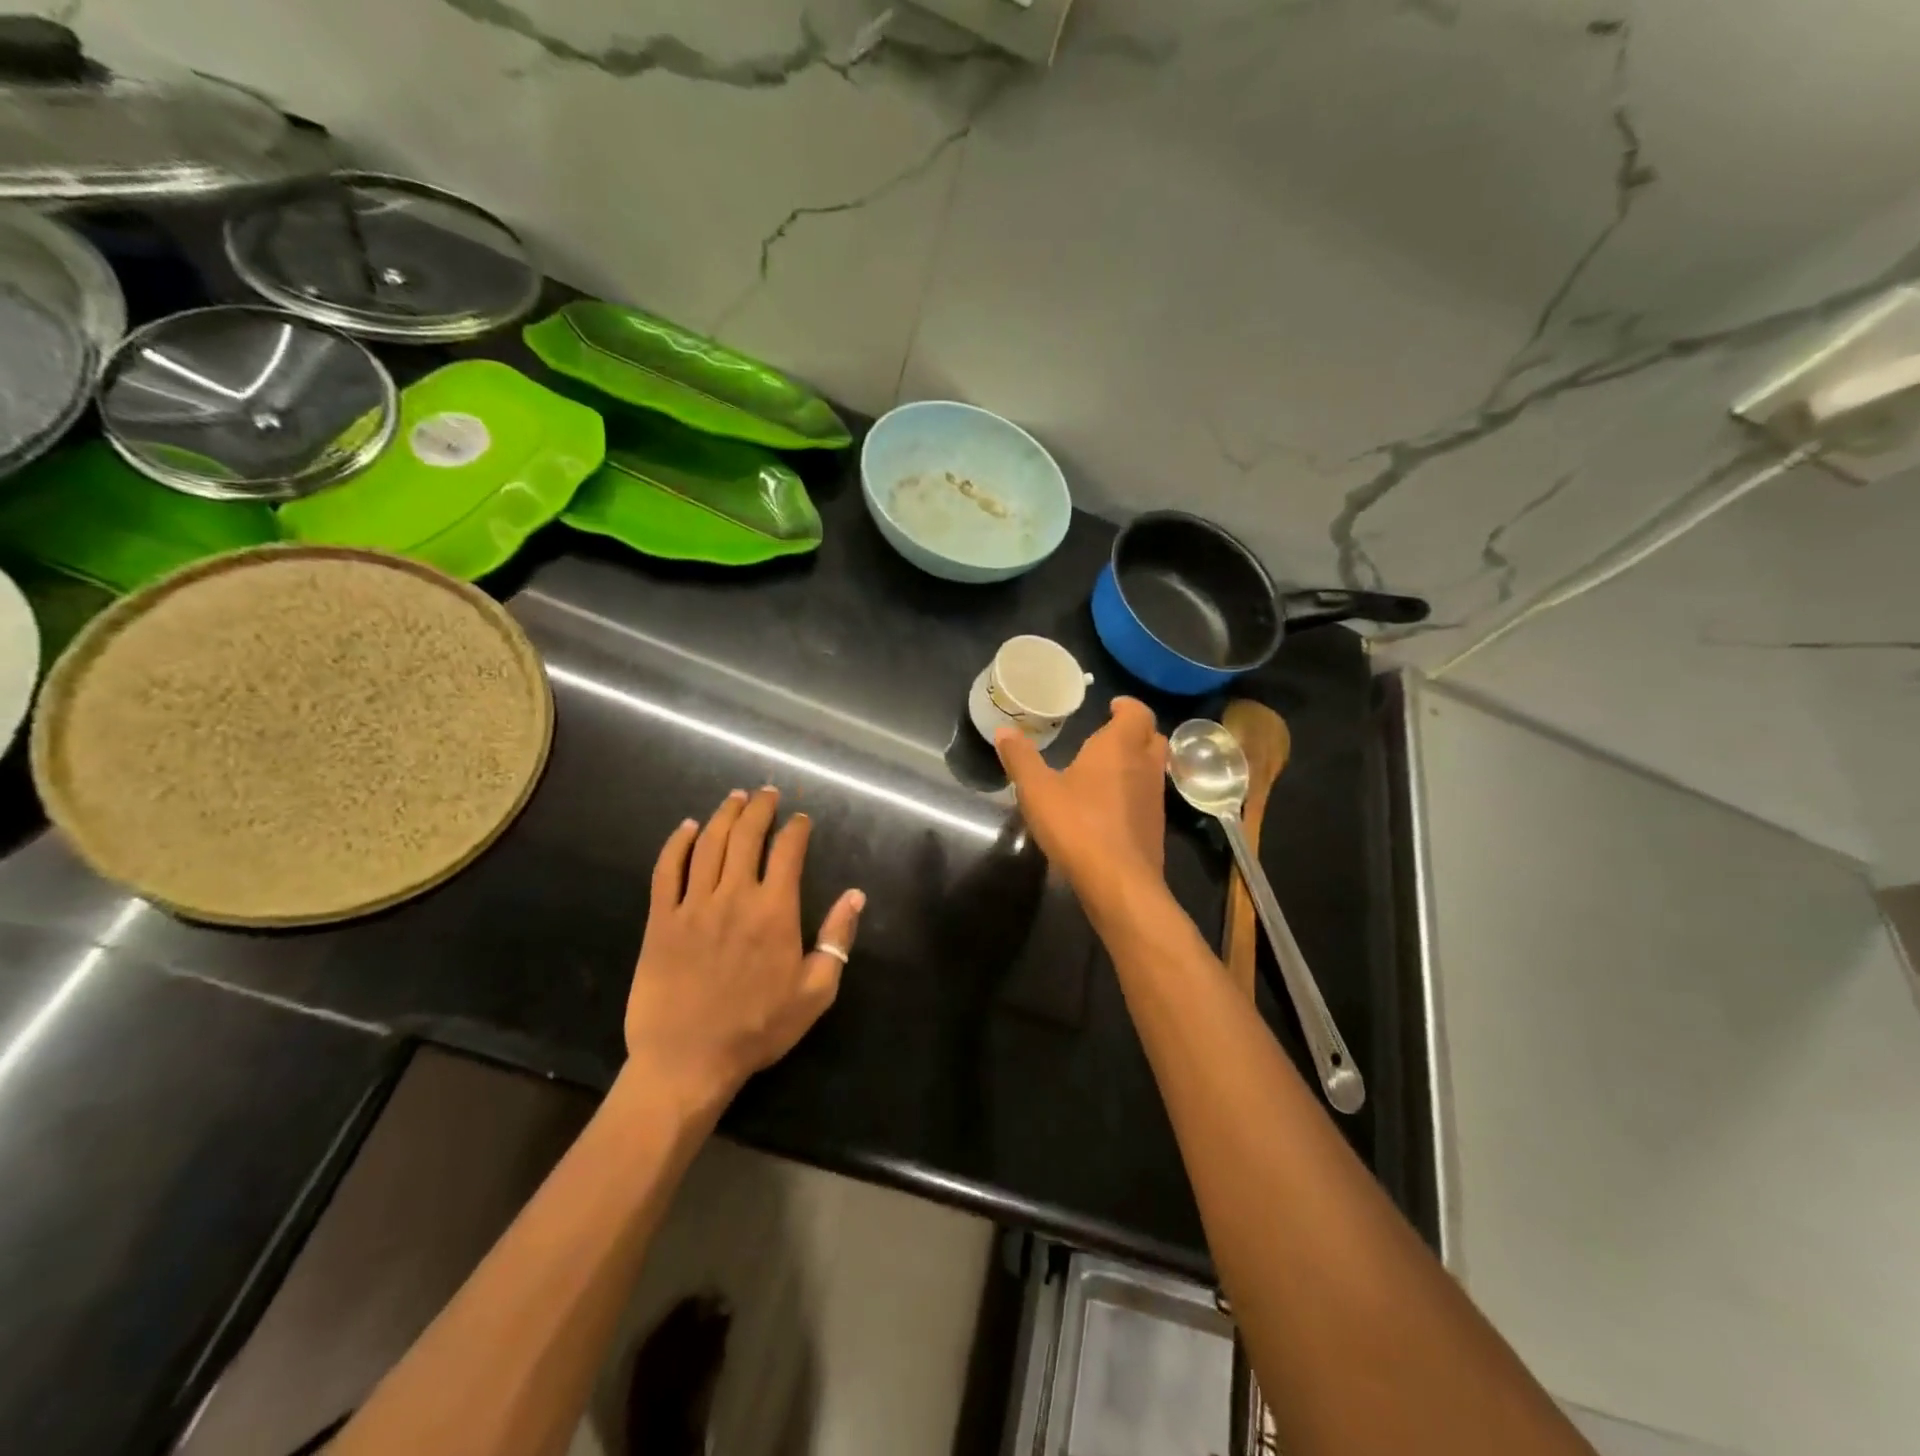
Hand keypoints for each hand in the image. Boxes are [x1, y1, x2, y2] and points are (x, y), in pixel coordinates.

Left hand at [626, 787, 863, 1109]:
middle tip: (766, 792)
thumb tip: (855, 895)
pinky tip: (688, 827)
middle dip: (760, 807)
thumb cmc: (758, 1028)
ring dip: (724, 815)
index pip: (788, 851)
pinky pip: (667, 869)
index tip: (801, 819)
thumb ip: (837, 939)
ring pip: (709, 843)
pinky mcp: (660, 920)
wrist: (688, 1061)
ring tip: (735, 798)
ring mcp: (693, 905)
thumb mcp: (815, 992)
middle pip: (747, 835)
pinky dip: (677, 842)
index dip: (797, 828)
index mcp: (775, 910)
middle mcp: (734, 896)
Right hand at [995, 697, 1167, 913]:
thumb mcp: (1037, 790)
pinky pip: (1148, 795)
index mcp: (1119, 746)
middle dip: (1134, 731)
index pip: (1137, 712)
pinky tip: (1110, 804)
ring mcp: (1154, 797)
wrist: (1119, 882)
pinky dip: (1134, 789)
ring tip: (1107, 767)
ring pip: (1154, 767)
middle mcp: (1145, 765)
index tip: (1112, 705)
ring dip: (1137, 760)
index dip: (1127, 706)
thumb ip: (1021, 759)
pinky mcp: (1155, 826)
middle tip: (1110, 733)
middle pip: (1152, 736)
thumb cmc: (1077, 825)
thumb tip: (1004, 731)